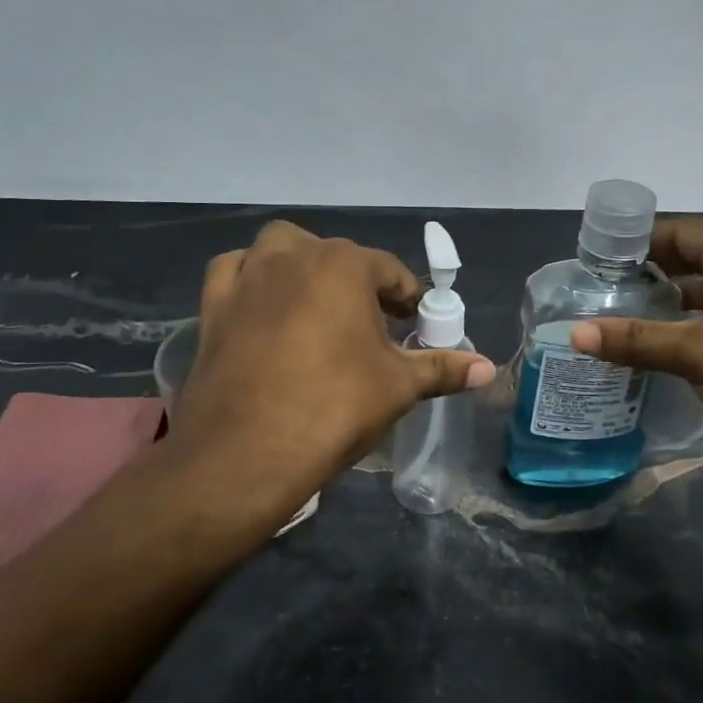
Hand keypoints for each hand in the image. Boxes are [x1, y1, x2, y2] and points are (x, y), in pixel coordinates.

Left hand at [168, 222, 494, 515]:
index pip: (388, 270)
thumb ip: (443, 369)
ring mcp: (247, 277)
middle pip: (334, 255)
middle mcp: (293, 256)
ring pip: (278, 251)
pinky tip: (261, 308)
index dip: (406, 296)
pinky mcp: (213, 305)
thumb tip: (489, 368)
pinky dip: (251, 281)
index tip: (413, 321)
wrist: (247, 450)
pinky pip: (233, 274)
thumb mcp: (399, 387)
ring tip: (315, 306)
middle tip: (368, 322)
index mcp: (344, 265)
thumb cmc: (335, 407)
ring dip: (300, 267)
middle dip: (355, 280)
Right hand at [569, 219, 702, 469]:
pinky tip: (664, 351)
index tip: (596, 261)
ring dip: (670, 305)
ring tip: (623, 321)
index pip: (680, 232)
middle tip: (602, 293)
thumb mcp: (698, 354)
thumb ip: (637, 340)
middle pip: (694, 260)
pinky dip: (692, 329)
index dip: (637, 243)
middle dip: (650, 274)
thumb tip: (575, 333)